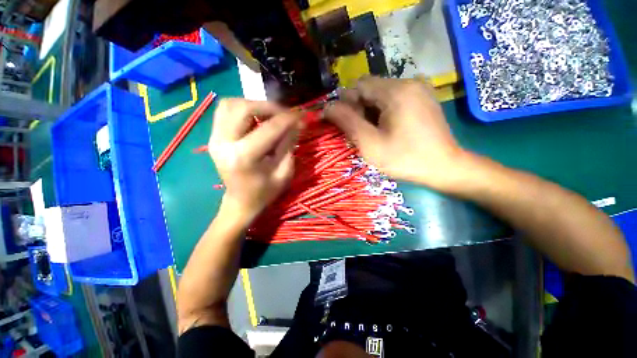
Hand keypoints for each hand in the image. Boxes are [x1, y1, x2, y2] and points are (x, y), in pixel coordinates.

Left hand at [209, 98, 301, 224]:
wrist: (240, 202)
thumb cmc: (265, 192)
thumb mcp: (284, 172)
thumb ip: (289, 144)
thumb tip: (297, 123)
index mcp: (244, 157)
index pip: (268, 128)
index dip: (287, 119)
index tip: (301, 115)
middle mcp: (224, 143)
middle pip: (244, 108)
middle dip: (269, 107)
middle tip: (285, 114)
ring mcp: (214, 138)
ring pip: (230, 104)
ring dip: (254, 104)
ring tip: (270, 115)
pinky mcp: (213, 137)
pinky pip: (224, 110)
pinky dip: (242, 108)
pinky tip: (255, 117)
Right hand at [324, 77, 466, 191]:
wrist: (444, 167)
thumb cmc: (405, 158)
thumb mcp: (370, 144)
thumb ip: (347, 122)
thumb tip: (327, 107)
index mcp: (396, 91)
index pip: (358, 86)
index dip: (348, 104)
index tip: (349, 125)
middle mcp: (409, 81)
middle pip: (370, 88)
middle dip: (360, 108)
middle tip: (363, 132)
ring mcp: (419, 88)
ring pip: (381, 93)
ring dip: (371, 110)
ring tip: (376, 132)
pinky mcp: (423, 97)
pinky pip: (394, 97)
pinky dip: (384, 110)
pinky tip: (388, 127)